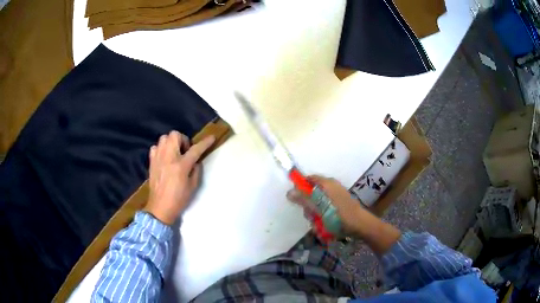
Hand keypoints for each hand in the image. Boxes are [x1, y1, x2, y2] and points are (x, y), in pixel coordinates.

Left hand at [144, 130, 214, 224]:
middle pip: (175, 135)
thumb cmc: (179, 199)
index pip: (195, 149)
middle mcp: (169, 157)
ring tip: (174, 153)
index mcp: (181, 165)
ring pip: (164, 138)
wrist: (160, 207)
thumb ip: (196, 170)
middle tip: (185, 151)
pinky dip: (161, 149)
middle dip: (183, 140)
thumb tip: (195, 161)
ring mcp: (158, 158)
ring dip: (171, 142)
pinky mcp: (151, 161)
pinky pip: (155, 147)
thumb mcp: (193, 186)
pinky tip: (164, 158)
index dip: (205, 142)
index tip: (212, 137)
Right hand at [287, 175, 400, 253]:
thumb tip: (289, 192)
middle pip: (312, 193)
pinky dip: (323, 218)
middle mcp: (331, 187)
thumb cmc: (339, 216)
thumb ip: (304, 199)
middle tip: (312, 216)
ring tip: (319, 225)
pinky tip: (325, 227)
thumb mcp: (319, 209)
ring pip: (318, 204)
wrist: (360, 225)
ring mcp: (336, 197)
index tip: (297, 201)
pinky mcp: (339, 206)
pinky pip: (326, 210)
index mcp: (327, 184)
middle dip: (309, 207)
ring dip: (315, 216)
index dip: (300, 187)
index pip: (308, 179)